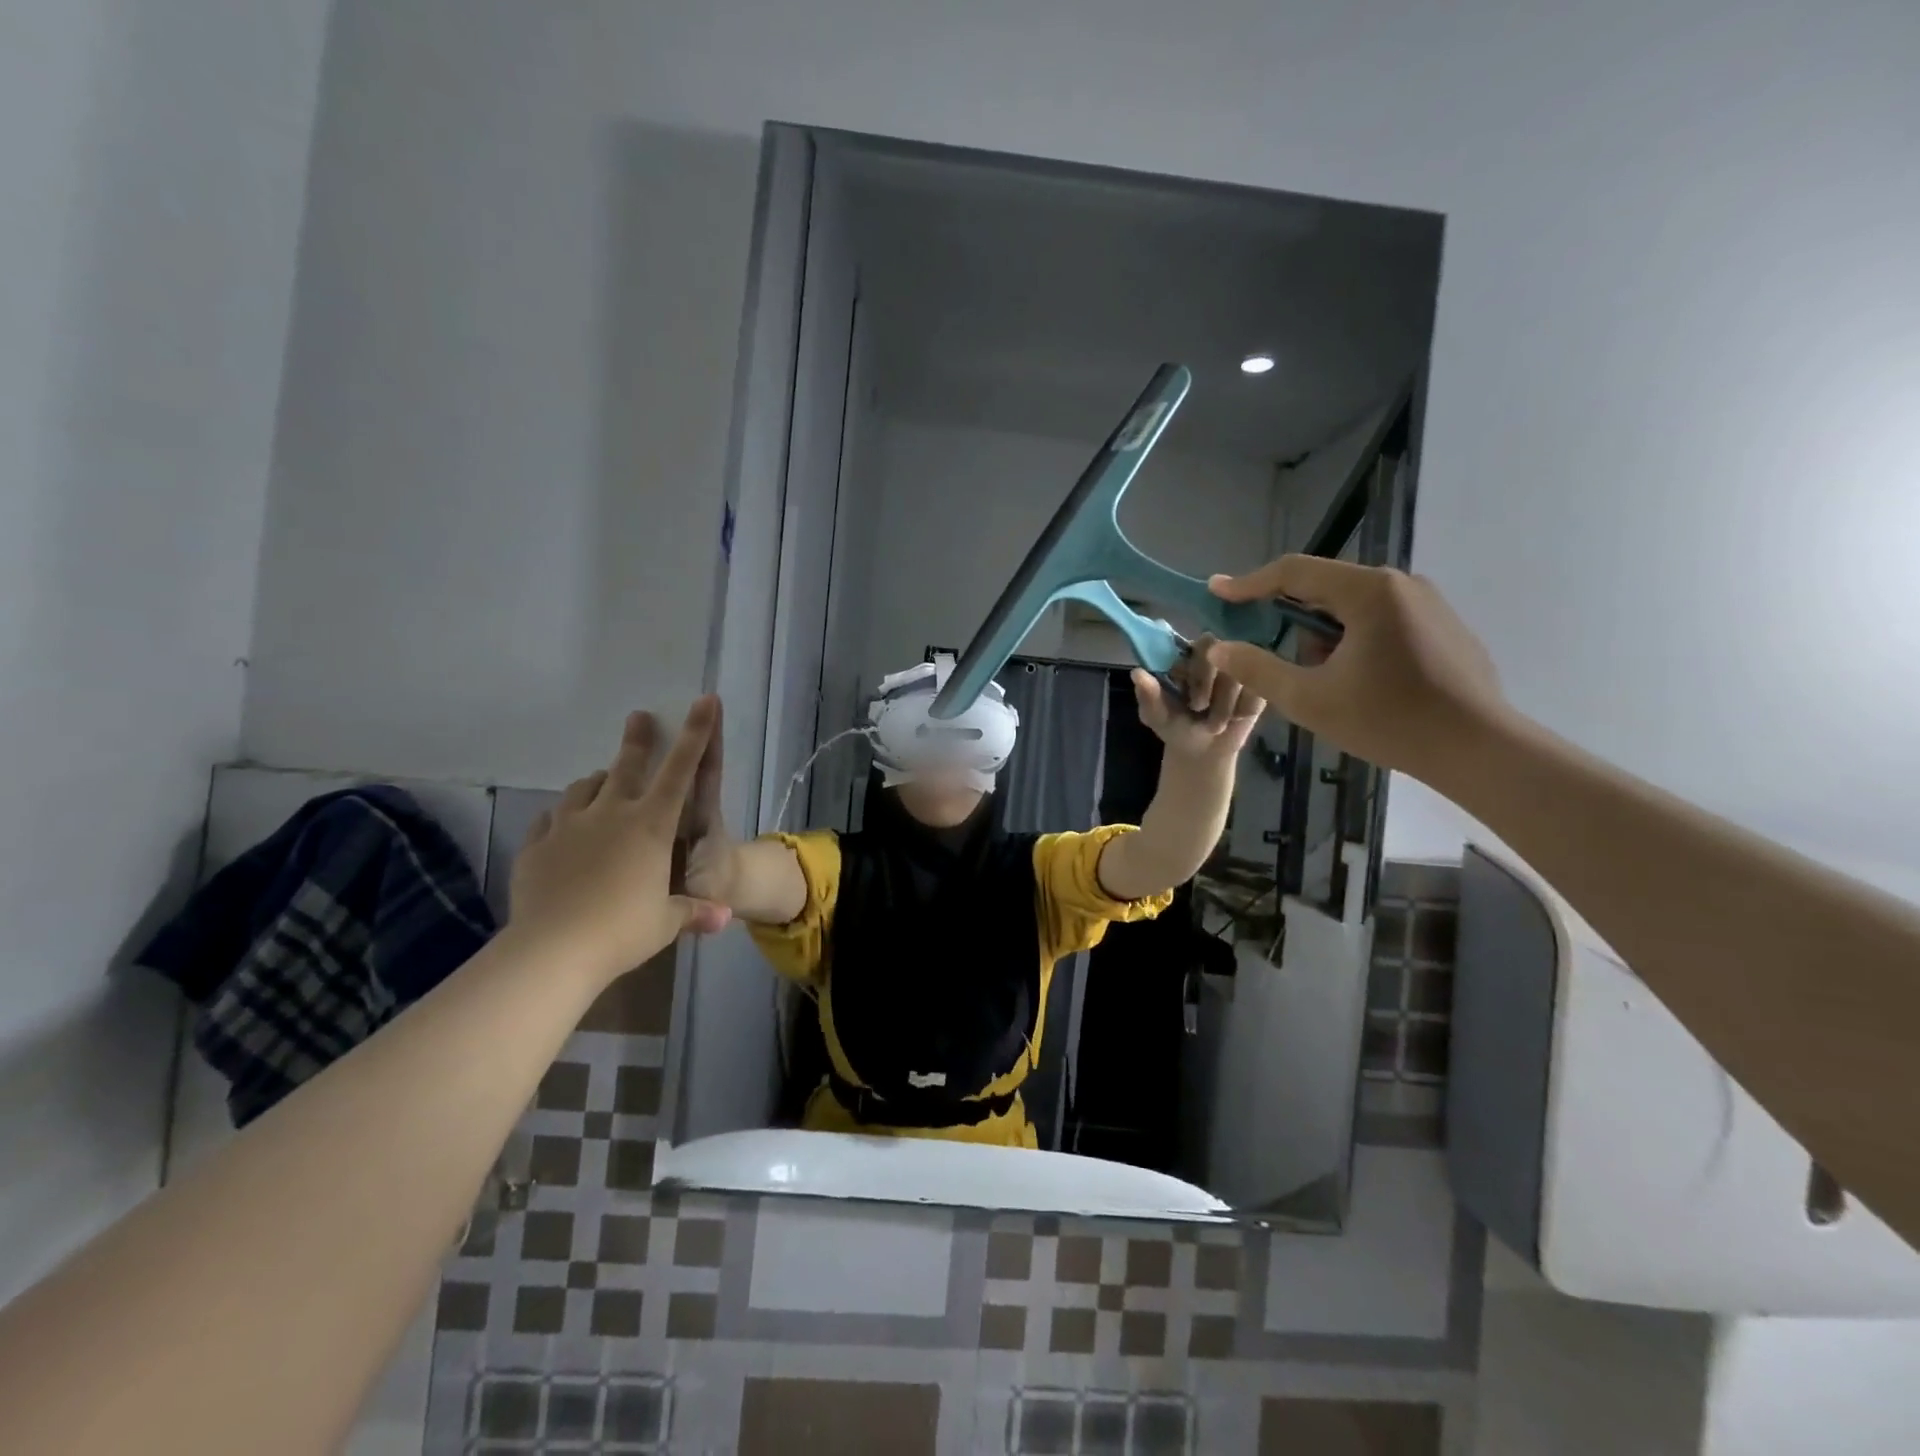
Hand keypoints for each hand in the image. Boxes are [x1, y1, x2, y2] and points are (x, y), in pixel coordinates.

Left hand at [508, 699, 731, 985]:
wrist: (552, 950)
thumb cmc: (623, 930)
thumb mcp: (667, 922)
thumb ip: (694, 912)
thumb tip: (724, 918)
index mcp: (651, 825)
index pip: (681, 770)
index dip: (696, 733)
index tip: (703, 700)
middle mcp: (611, 814)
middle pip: (626, 766)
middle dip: (637, 740)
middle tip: (639, 717)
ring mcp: (569, 827)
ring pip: (584, 788)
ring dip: (598, 781)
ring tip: (602, 781)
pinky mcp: (536, 847)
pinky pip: (551, 820)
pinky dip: (563, 817)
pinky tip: (564, 825)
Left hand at [1131, 635, 1265, 760]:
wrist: (1202, 752)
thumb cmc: (1175, 726)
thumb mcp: (1156, 715)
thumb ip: (1148, 695)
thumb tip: (1137, 673)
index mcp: (1186, 655)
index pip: (1193, 643)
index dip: (1191, 665)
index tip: (1182, 688)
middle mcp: (1215, 654)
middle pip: (1218, 648)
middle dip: (1205, 682)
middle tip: (1198, 707)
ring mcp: (1240, 667)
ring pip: (1238, 672)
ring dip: (1224, 704)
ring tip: (1214, 723)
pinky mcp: (1260, 685)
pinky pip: (1257, 690)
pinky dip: (1242, 709)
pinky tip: (1234, 719)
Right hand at [1205, 557, 1509, 782]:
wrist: (1479, 749)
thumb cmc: (1388, 720)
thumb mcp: (1308, 699)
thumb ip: (1257, 669)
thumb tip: (1219, 647)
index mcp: (1368, 592)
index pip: (1293, 572)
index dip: (1249, 583)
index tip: (1216, 591)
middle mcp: (1400, 584)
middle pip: (1324, 588)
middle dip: (1289, 617)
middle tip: (1266, 649)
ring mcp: (1428, 603)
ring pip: (1353, 607)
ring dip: (1324, 635)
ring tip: (1321, 680)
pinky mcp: (1443, 626)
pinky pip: (1382, 620)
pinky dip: (1354, 640)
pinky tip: (1358, 681)